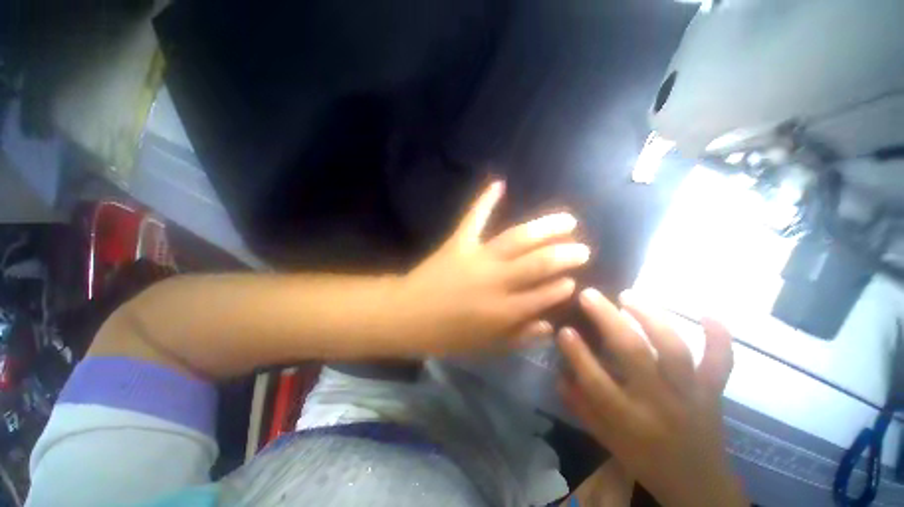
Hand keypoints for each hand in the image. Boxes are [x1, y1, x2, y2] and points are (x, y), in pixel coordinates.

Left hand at [398, 181, 589, 354]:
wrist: (408, 315)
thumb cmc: (446, 335)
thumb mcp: (485, 347)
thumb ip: (519, 337)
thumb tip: (549, 326)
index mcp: (503, 311)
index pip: (543, 295)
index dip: (561, 287)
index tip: (573, 280)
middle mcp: (496, 281)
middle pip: (538, 263)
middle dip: (564, 255)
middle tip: (581, 249)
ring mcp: (477, 257)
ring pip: (517, 239)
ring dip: (545, 228)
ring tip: (567, 221)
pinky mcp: (458, 242)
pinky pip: (474, 218)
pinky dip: (485, 200)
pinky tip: (499, 184)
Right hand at [557, 288, 747, 506]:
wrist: (699, 486)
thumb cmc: (645, 460)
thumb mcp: (606, 439)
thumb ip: (580, 406)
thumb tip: (559, 374)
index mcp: (628, 419)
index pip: (597, 382)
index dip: (578, 354)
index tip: (564, 329)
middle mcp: (659, 403)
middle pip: (633, 354)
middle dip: (608, 319)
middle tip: (589, 295)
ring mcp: (690, 394)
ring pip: (673, 349)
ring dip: (651, 317)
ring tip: (629, 296)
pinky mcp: (712, 392)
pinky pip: (720, 363)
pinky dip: (719, 337)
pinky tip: (707, 312)